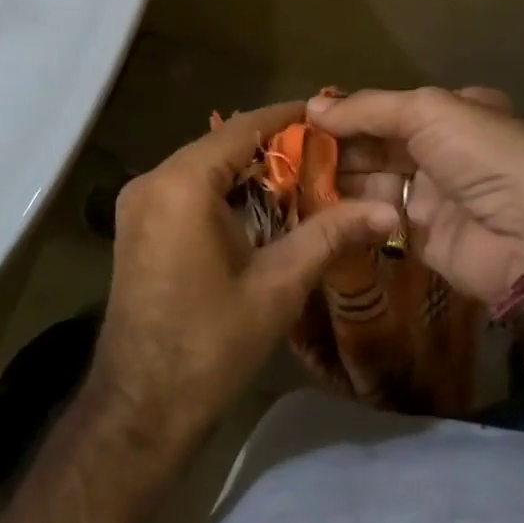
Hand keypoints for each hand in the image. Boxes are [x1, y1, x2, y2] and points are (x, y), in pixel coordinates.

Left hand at [89, 102, 399, 455]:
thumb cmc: (211, 344)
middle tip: (326, 157)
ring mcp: (137, 204)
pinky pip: (185, 191)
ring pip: (203, 168)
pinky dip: (223, 192)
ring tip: (303, 182)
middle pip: (221, 146)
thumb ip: (329, 235)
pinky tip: (260, 212)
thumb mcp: (277, 285)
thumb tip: (388, 211)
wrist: (142, 407)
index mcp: (182, 184)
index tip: (328, 115)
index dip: (287, 118)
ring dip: (248, 173)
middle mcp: (152, 181)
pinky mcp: (136, 226)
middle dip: (273, 149)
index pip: (242, 128)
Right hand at [310, 88, 523, 305]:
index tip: (301, 119)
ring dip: (336, 178)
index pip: (387, 109)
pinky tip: (314, 205)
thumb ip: (368, 109)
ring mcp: (433, 195)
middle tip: (288, 153)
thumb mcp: (428, 112)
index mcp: (452, 113)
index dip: (346, 113)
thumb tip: (312, 106)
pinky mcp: (423, 237)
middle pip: (376, 145)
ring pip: (373, 181)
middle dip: (336, 147)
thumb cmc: (484, 157)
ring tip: (291, 178)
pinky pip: (378, 217)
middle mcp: (442, 150)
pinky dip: (349, 211)